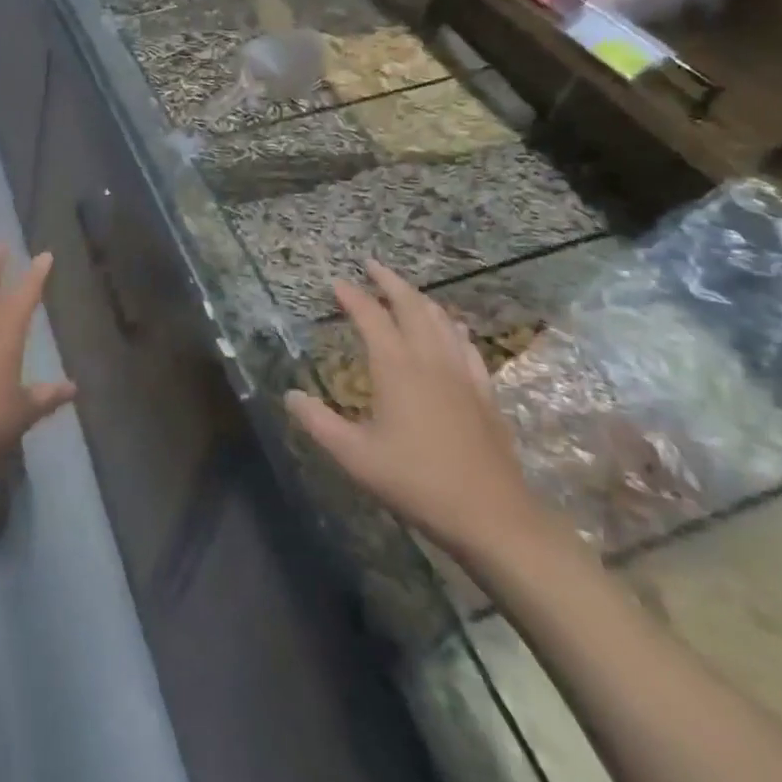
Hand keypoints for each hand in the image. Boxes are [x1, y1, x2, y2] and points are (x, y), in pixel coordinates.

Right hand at [285, 260, 543, 559]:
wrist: (491, 516)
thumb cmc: (416, 481)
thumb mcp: (355, 456)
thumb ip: (318, 423)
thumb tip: (290, 395)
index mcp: (396, 367)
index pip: (370, 316)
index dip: (352, 296)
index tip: (336, 283)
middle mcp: (429, 359)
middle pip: (411, 305)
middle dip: (389, 281)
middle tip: (372, 265)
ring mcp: (462, 373)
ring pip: (441, 320)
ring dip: (420, 299)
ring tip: (405, 291)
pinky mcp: (484, 392)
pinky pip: (467, 345)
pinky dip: (453, 327)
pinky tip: (453, 329)